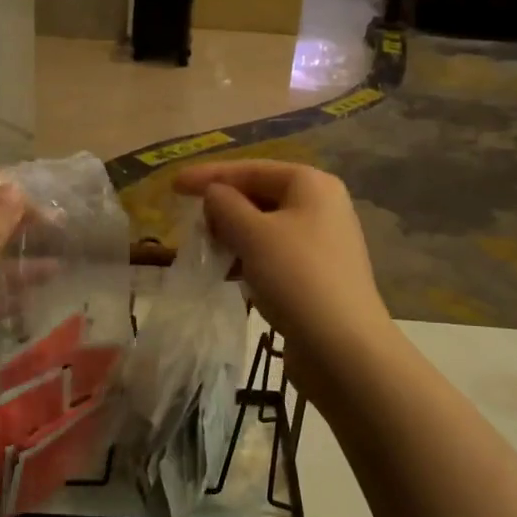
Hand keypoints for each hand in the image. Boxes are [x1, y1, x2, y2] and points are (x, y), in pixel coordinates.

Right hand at [173, 161, 388, 370]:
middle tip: (194, 226)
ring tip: (208, 253)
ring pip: (265, 228)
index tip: (174, 185)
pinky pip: (275, 255)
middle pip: (260, 195)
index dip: (209, 175)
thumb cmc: (296, 277)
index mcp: (311, 184)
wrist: (343, 347)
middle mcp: (321, 206)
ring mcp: (322, 242)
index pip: (251, 169)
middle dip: (223, 208)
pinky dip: (250, 259)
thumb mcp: (253, 234)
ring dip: (234, 236)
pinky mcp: (318, 275)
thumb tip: (214, 194)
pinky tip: (230, 276)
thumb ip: (226, 205)